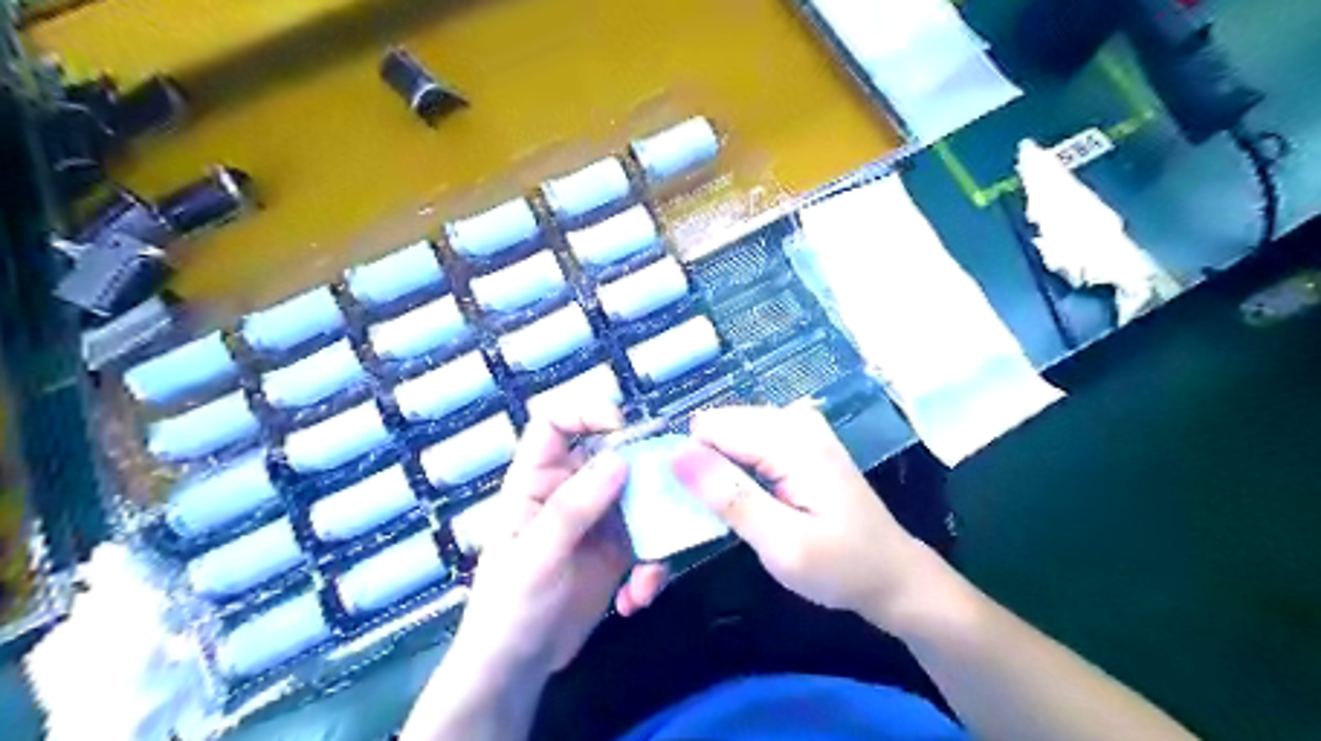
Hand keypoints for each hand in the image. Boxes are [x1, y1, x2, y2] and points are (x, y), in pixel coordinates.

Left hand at [452, 409, 665, 679]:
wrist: (518, 668)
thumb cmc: (509, 608)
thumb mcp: (537, 556)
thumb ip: (574, 508)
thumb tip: (619, 459)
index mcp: (537, 481)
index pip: (553, 425)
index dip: (584, 413)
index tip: (621, 426)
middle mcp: (571, 491)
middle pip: (613, 456)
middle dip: (645, 475)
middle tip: (672, 494)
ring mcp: (598, 519)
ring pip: (641, 497)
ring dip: (657, 529)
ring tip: (650, 574)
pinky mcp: (618, 549)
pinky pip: (649, 537)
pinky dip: (653, 564)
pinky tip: (638, 597)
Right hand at [674, 404, 933, 629]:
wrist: (892, 575)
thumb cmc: (842, 567)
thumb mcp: (783, 544)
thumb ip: (730, 497)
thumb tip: (677, 454)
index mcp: (792, 439)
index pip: (710, 428)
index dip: (689, 465)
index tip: (686, 507)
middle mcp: (794, 419)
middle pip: (718, 427)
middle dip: (701, 466)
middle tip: (707, 516)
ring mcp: (798, 427)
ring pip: (729, 435)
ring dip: (716, 470)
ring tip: (724, 512)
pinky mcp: (798, 441)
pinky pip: (747, 444)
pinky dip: (735, 471)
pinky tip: (745, 501)